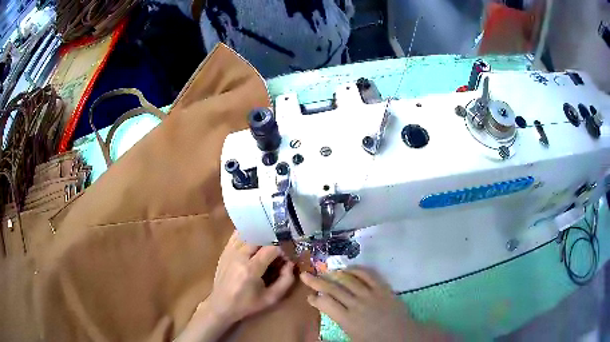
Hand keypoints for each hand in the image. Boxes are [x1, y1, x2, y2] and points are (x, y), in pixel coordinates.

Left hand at [177, 231, 294, 341]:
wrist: (221, 305)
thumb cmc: (247, 304)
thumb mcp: (271, 298)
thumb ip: (286, 281)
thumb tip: (291, 263)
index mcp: (251, 270)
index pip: (271, 249)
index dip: (282, 249)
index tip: (287, 255)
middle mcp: (239, 257)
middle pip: (259, 237)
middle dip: (272, 240)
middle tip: (279, 248)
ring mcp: (230, 252)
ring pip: (248, 234)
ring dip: (261, 236)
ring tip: (268, 243)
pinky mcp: (224, 251)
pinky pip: (237, 235)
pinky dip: (247, 233)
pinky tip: (254, 239)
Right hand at [301, 267, 450, 341]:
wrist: (402, 336)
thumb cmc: (375, 341)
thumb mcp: (353, 338)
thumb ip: (339, 326)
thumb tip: (327, 318)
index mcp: (347, 320)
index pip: (325, 304)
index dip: (315, 298)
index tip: (310, 297)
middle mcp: (356, 304)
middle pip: (333, 289)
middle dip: (316, 282)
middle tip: (305, 275)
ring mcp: (370, 294)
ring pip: (349, 280)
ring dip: (335, 274)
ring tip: (327, 271)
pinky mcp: (383, 289)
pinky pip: (368, 275)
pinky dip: (357, 269)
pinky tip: (349, 268)